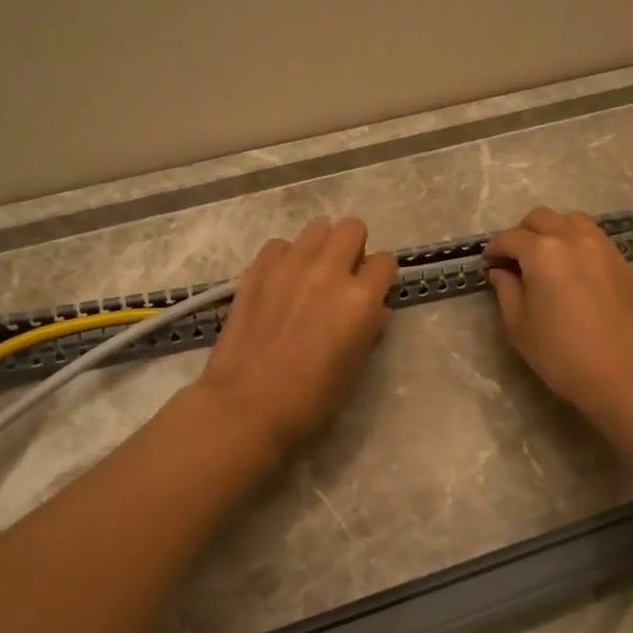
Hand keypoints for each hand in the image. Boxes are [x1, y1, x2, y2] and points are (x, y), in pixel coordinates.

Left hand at [197, 218, 398, 456]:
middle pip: (353, 228)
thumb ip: (370, 330)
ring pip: (317, 227)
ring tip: (311, 275)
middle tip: (343, 276)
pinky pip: (280, 244)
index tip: (372, 292)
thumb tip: (376, 310)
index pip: (386, 262)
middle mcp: (329, 271)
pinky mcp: (258, 269)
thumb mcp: (355, 369)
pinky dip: (286, 257)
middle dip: (354, 248)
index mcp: (360, 299)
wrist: (246, 405)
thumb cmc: (310, 400)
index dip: (381, 278)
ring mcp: (290, 265)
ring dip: (321, 247)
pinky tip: (280, 282)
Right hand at [484, 207, 632, 426]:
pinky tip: (570, 266)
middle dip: (521, 233)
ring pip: (570, 219)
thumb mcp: (519, 326)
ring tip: (544, 257)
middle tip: (514, 258)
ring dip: (551, 230)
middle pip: (541, 218)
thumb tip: (501, 271)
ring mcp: (602, 246)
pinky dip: (575, 239)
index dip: (495, 249)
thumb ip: (506, 290)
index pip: (511, 238)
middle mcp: (573, 239)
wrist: (623, 375)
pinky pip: (592, 235)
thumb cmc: (562, 355)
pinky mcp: (620, 260)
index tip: (489, 263)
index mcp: (543, 253)